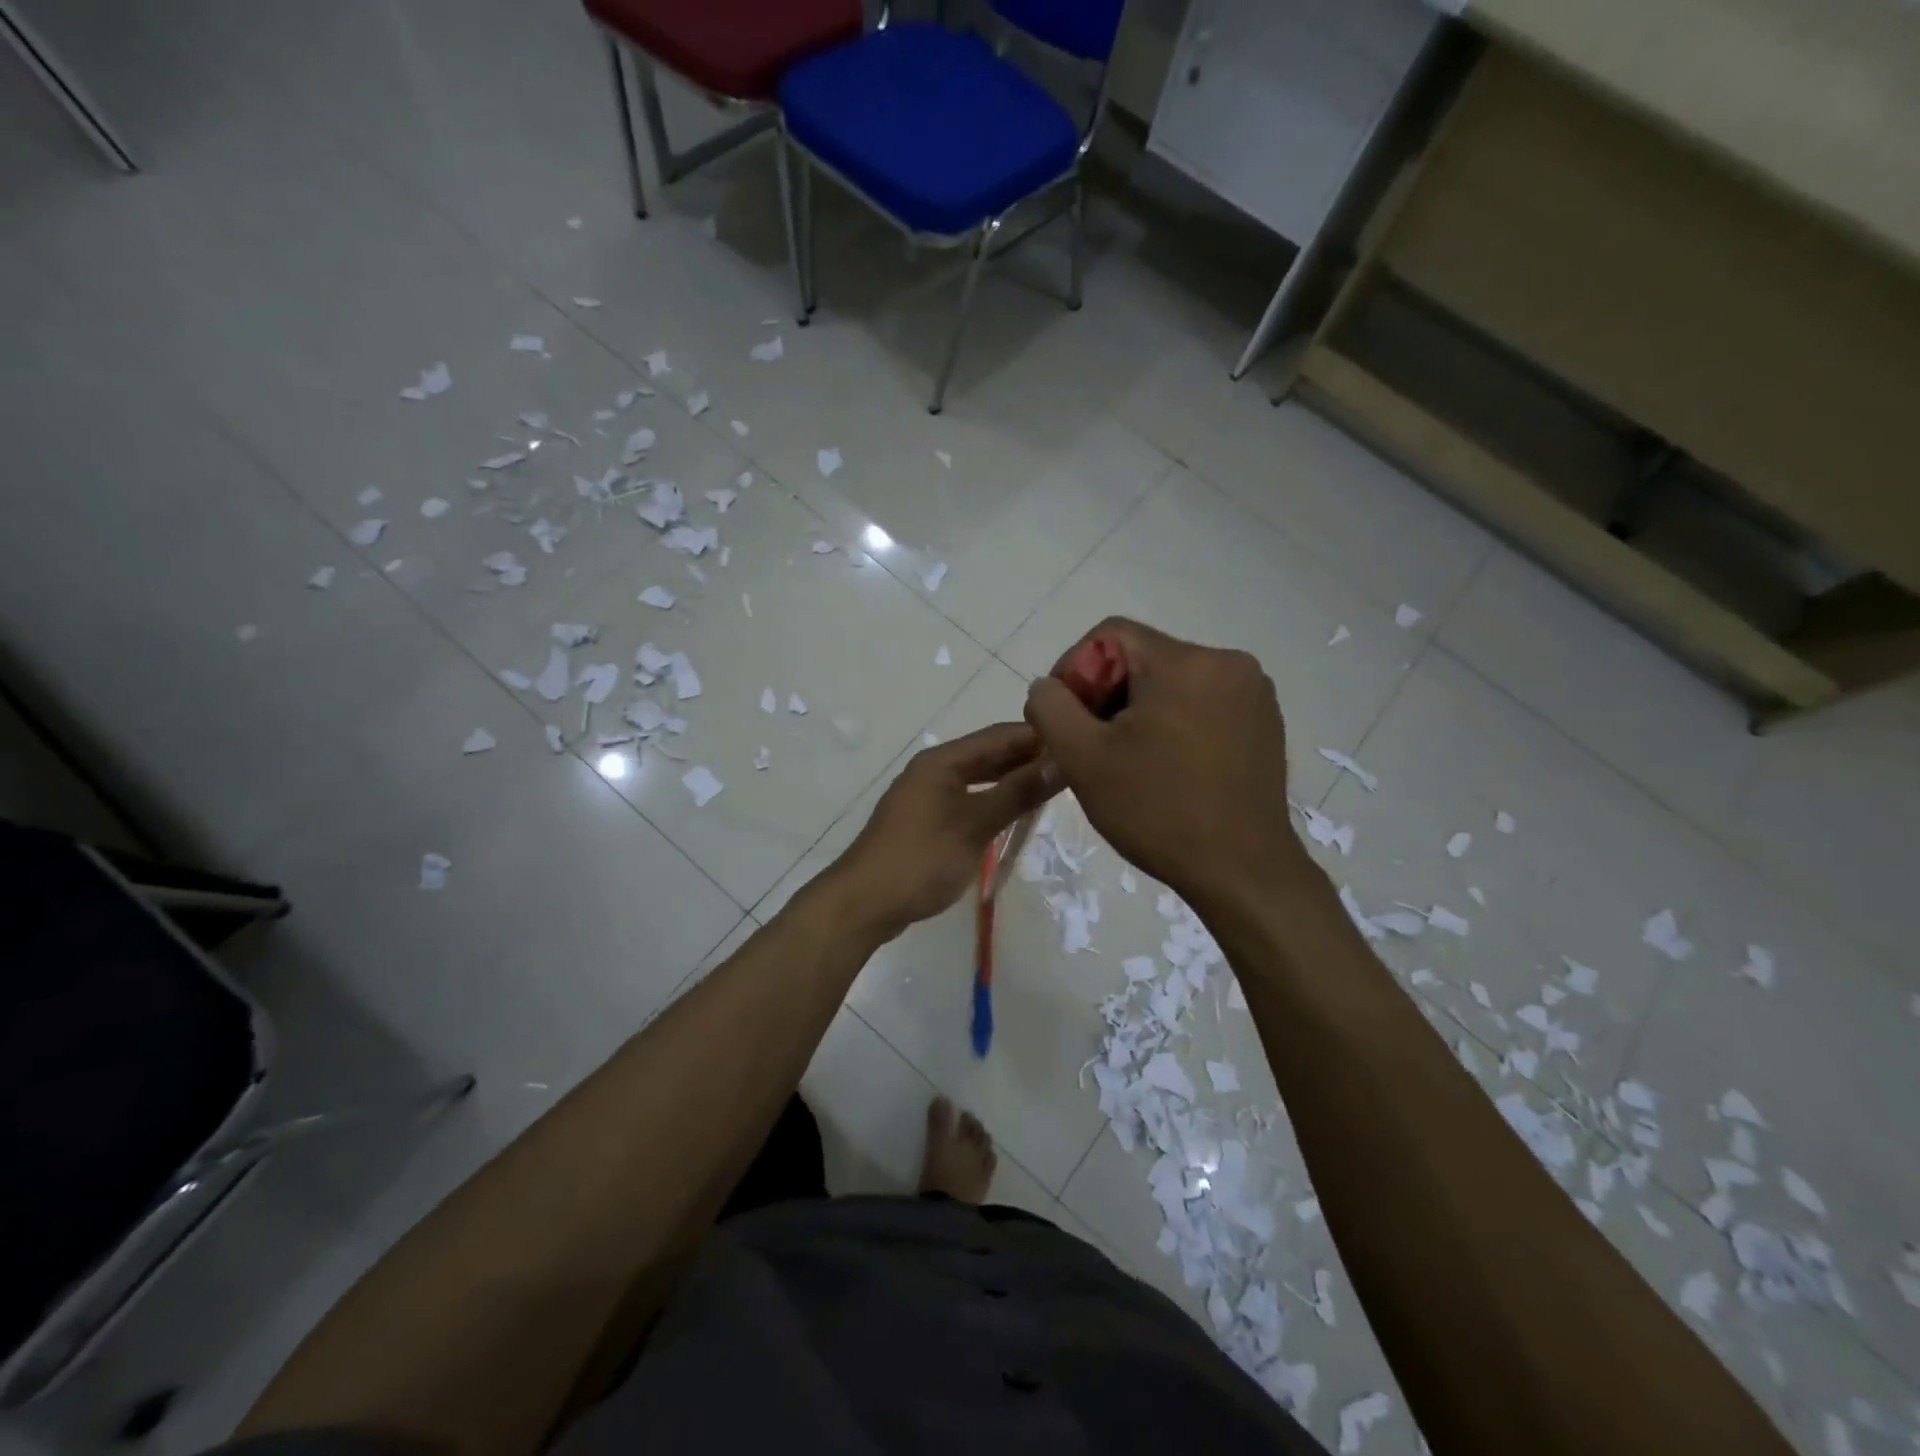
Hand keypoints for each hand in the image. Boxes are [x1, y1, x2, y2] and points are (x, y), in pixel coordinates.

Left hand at [830, 723, 1059, 940]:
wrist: (865, 902)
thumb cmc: (922, 858)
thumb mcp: (975, 824)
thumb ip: (1017, 793)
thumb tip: (1060, 763)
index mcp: (943, 760)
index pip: (1000, 735)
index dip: (1038, 736)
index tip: (1078, 741)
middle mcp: (934, 769)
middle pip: (989, 754)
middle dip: (1028, 757)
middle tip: (1073, 766)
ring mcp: (928, 795)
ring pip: (979, 777)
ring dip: (1012, 780)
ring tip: (1052, 787)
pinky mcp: (926, 820)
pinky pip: (968, 799)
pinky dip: (993, 800)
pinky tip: (1015, 813)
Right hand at [1024, 618, 1305, 911]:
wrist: (1242, 872)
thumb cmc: (1158, 811)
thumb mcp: (1083, 758)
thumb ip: (1050, 707)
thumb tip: (1048, 686)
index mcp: (1186, 662)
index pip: (1109, 635)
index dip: (1074, 670)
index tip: (1066, 720)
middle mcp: (1228, 662)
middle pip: (1142, 658)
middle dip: (1107, 695)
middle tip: (1092, 746)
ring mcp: (1253, 693)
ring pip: (1172, 682)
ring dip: (1139, 711)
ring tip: (1127, 760)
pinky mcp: (1265, 722)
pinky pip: (1203, 703)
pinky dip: (1174, 723)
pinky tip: (1167, 766)